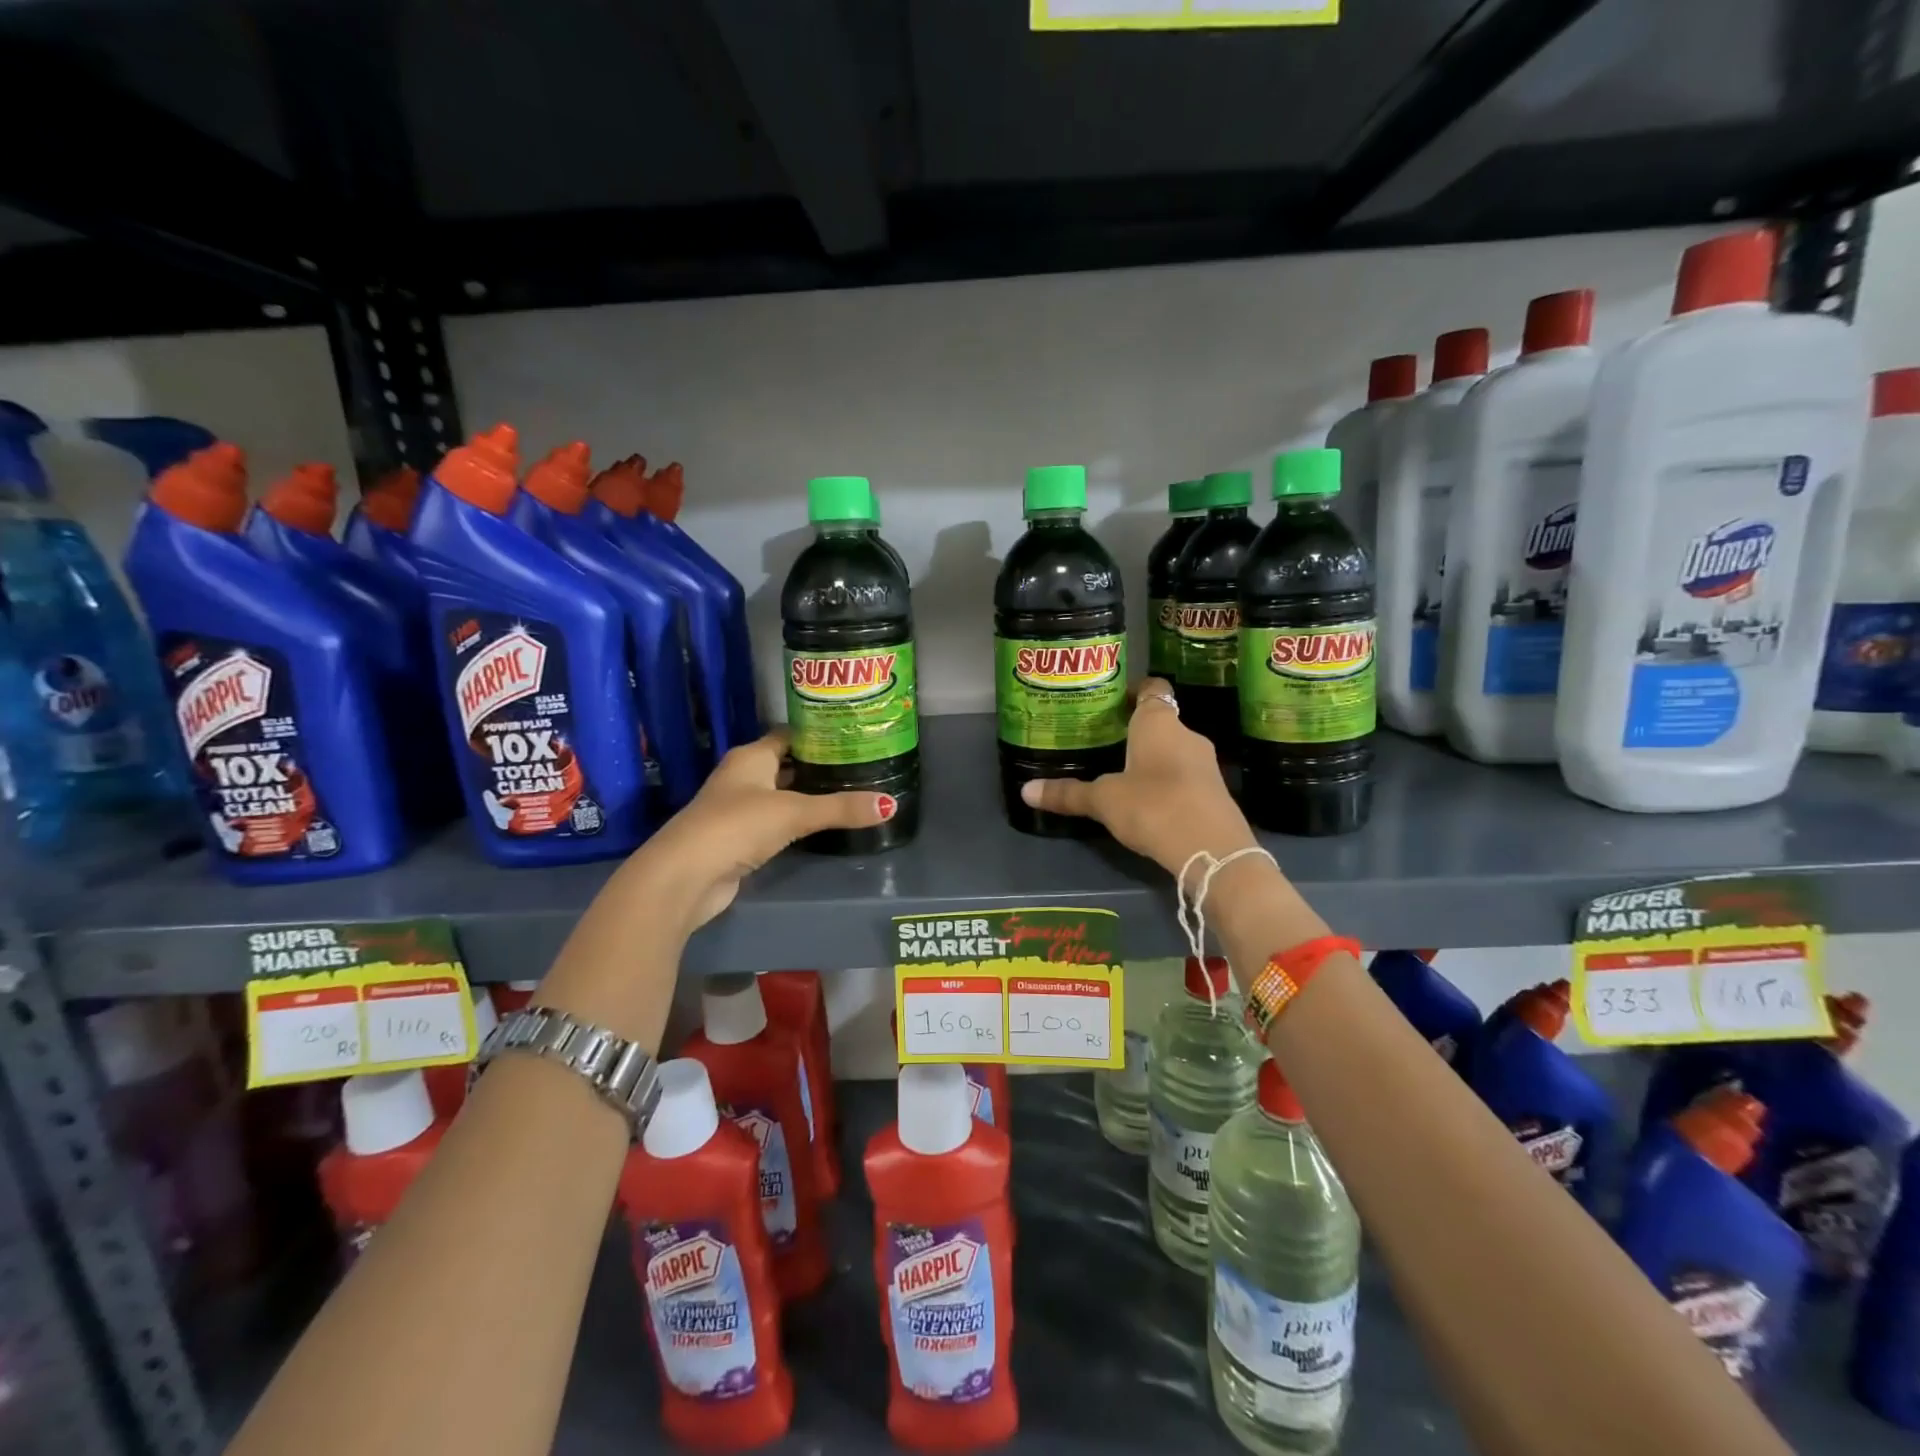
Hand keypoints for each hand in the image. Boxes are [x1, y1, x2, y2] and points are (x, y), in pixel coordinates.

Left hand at [635, 730, 889, 930]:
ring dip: (809, 795)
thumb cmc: (737, 826)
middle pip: (787, 764)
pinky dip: (797, 821)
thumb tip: (890, 805)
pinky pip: (776, 821)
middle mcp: (743, 776)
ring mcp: (738, 808)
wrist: (685, 876)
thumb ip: (840, 808)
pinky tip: (823, 825)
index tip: (854, 737)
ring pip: (782, 794)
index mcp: (751, 756)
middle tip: (862, 766)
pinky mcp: (739, 838)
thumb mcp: (794, 813)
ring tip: (852, 792)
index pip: (790, 735)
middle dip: (819, 765)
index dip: (819, 734)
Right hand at [1019, 677, 1258, 876]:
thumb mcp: (1104, 800)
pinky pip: (1184, 776)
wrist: (1212, 850)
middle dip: (1134, 730)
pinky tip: (1146, 801)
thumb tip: (1025, 791)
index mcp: (1159, 722)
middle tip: (1103, 740)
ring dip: (1151, 758)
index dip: (1133, 691)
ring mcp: (1205, 764)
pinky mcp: (1214, 792)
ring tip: (1119, 772)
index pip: (1152, 689)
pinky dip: (1166, 782)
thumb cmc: (1154, 806)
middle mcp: (1186, 734)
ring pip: (1173, 750)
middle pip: (1160, 721)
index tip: (1111, 700)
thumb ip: (1068, 793)